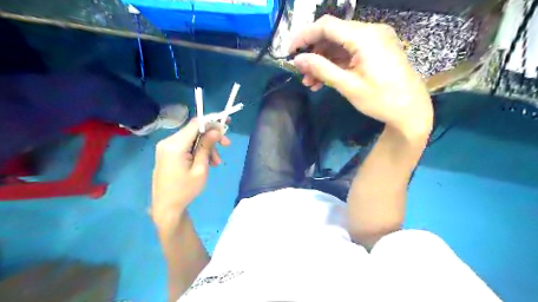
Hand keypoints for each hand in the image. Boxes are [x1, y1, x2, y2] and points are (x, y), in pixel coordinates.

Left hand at [150, 118, 230, 216]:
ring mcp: (166, 147)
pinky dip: (198, 151)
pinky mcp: (167, 152)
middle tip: (227, 145)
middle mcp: (168, 141)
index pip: (196, 124)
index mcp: (175, 145)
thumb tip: (216, 130)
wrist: (166, 207)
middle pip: (195, 131)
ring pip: (192, 139)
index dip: (212, 121)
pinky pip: (186, 145)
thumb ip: (206, 147)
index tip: (227, 124)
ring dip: (206, 147)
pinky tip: (207, 162)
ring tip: (216, 163)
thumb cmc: (185, 190)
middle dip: (212, 137)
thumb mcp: (200, 169)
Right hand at [291, 16, 431, 135]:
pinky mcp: (376, 50)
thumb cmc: (381, 100)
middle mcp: (370, 31)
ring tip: (310, 82)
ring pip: (339, 45)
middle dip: (314, 54)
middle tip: (302, 74)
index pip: (326, 25)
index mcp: (365, 37)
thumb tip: (297, 59)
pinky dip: (336, 64)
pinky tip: (324, 80)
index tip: (290, 52)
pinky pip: (350, 52)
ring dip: (323, 62)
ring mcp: (375, 40)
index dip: (304, 36)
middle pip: (332, 34)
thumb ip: (321, 69)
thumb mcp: (348, 86)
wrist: (411, 110)